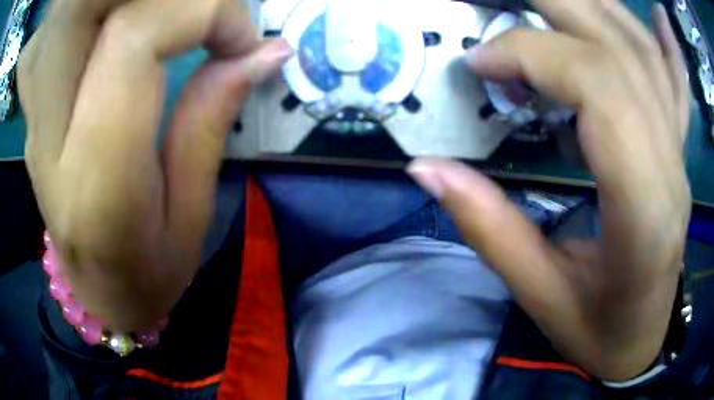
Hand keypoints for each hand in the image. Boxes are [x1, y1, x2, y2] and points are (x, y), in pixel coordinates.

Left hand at [19, 0, 291, 330]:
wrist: (96, 293)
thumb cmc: (149, 275)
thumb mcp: (191, 214)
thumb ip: (211, 118)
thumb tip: (263, 51)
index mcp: (96, 177)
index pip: (133, 37)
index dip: (198, 12)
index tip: (241, 39)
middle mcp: (51, 135)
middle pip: (94, 8)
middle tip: (205, 19)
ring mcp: (37, 116)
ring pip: (78, 12)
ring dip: (135, 5)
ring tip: (177, 23)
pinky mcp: (37, 106)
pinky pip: (67, 29)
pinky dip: (108, 14)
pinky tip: (135, 30)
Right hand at [408, 1, 690, 380]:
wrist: (640, 342)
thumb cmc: (596, 331)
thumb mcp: (540, 296)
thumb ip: (489, 227)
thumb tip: (426, 166)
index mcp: (643, 211)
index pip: (599, 88)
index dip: (533, 55)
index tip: (481, 62)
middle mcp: (671, 167)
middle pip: (621, 52)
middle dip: (554, 7)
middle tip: (498, 3)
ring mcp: (680, 154)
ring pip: (646, 54)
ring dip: (596, 6)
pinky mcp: (679, 152)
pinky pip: (679, 83)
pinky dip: (669, 41)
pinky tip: (659, 14)